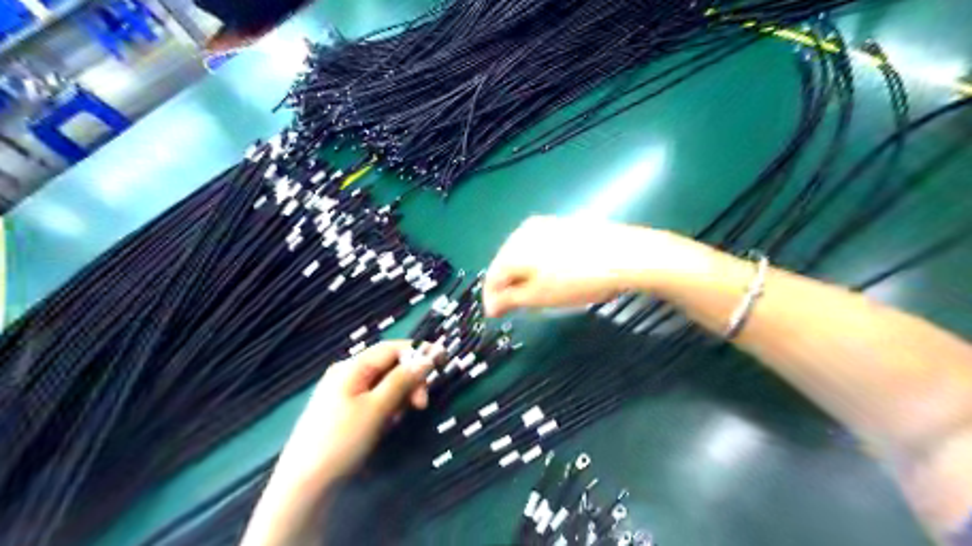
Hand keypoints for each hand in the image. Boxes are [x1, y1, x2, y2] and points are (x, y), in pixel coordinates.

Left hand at [272, 342, 440, 486]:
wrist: (304, 484)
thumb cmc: (341, 440)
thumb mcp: (377, 408)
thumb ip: (402, 380)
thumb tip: (426, 358)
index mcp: (352, 367)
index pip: (392, 348)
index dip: (419, 352)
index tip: (442, 362)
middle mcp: (347, 374)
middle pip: (389, 366)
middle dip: (409, 381)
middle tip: (421, 405)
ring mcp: (344, 392)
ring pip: (384, 385)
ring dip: (399, 397)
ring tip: (396, 420)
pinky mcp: (344, 410)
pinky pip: (374, 400)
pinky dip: (386, 408)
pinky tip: (385, 425)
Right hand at [483, 215, 660, 317]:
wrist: (624, 255)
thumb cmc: (576, 280)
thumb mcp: (539, 296)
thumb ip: (510, 300)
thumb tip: (491, 306)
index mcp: (513, 248)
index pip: (492, 276)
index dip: (492, 298)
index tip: (496, 316)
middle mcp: (524, 231)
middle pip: (506, 262)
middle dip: (508, 285)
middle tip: (515, 307)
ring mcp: (546, 224)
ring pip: (524, 254)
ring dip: (523, 275)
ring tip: (535, 294)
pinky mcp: (565, 225)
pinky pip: (541, 247)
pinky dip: (539, 264)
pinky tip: (553, 275)